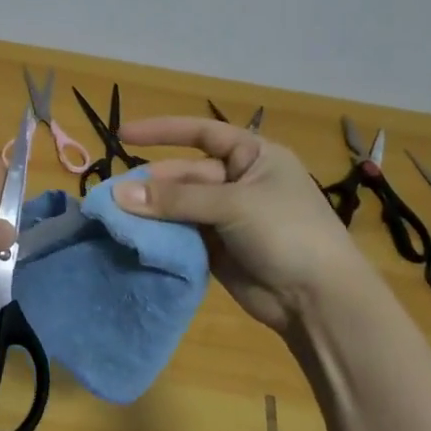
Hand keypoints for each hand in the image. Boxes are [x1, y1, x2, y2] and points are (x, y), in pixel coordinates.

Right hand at [113, 118, 374, 331]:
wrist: (317, 299)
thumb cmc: (287, 233)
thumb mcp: (233, 205)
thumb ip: (175, 200)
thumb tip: (118, 194)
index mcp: (253, 157)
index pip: (202, 133)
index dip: (164, 131)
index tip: (123, 135)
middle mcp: (238, 182)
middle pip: (185, 174)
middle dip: (152, 183)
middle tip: (114, 196)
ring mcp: (226, 217)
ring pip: (179, 206)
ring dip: (151, 211)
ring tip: (117, 217)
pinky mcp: (216, 249)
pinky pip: (181, 234)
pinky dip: (160, 235)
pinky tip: (135, 238)